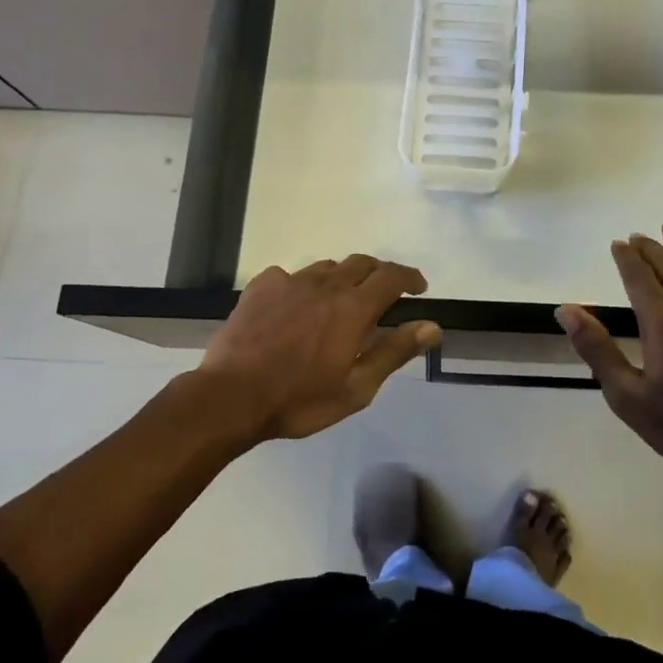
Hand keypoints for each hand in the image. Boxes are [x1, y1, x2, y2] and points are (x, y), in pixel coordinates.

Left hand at [201, 255, 440, 442]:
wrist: (230, 397)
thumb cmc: (299, 399)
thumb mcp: (356, 388)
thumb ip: (394, 352)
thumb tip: (432, 326)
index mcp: (353, 307)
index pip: (392, 277)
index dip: (410, 278)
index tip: (419, 288)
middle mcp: (326, 284)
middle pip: (362, 263)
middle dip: (379, 274)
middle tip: (384, 294)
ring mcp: (290, 282)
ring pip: (327, 267)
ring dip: (342, 278)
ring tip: (340, 300)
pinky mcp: (261, 287)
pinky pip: (290, 275)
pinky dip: (302, 285)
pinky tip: (295, 305)